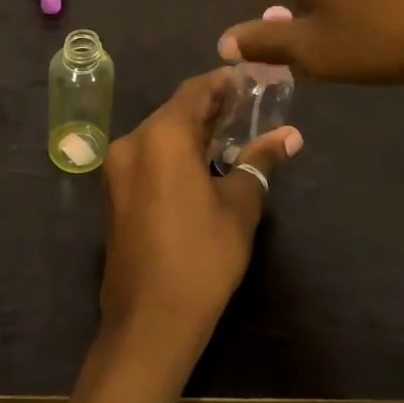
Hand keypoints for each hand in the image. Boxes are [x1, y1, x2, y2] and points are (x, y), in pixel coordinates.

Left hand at [99, 70, 301, 363]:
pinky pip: (148, 157)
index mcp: (162, 136)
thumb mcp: (239, 206)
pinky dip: (174, 153)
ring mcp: (117, 169)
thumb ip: (259, 161)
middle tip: (247, 108)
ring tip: (231, 134)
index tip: (250, 80)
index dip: (223, 83)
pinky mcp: (114, 192)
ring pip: (160, 134)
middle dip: (210, 108)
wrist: (149, 322)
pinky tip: (202, 163)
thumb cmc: (201, 258)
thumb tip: (290, 134)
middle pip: (175, 111)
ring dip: (192, 131)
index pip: (195, 91)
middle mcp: (132, 142)